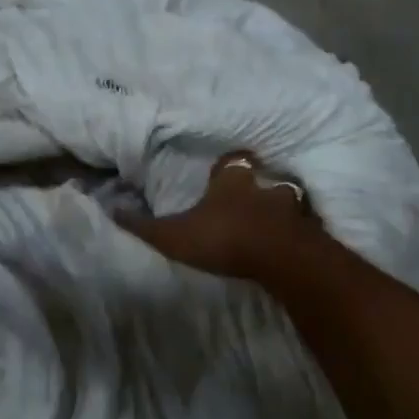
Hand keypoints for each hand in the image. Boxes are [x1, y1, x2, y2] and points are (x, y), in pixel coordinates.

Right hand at [119, 152, 320, 281]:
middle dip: (256, 186)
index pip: (230, 162)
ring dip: (278, 209)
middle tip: (248, 199)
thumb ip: (144, 225)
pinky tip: (289, 243)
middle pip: (261, 178)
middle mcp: (263, 186)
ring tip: (270, 223)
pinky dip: (296, 231)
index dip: (226, 166)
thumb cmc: (223, 237)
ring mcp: (289, 208)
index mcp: (231, 181)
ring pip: (285, 200)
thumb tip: (110, 209)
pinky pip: (302, 226)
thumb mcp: (174, 234)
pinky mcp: (307, 231)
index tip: (220, 171)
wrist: (278, 257)